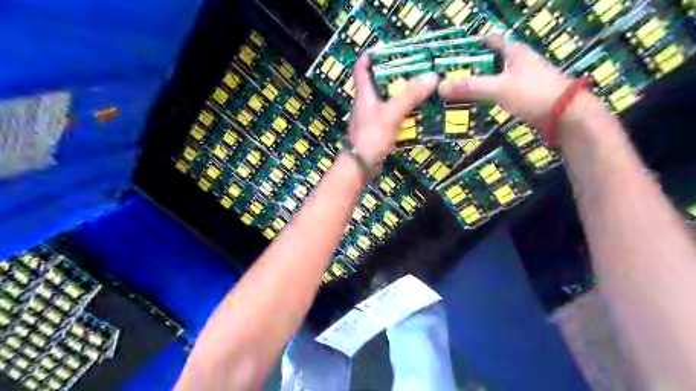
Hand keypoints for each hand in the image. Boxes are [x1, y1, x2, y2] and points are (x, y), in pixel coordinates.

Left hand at [351, 54, 435, 165]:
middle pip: (375, 84)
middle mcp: (365, 104)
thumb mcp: (392, 113)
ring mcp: (369, 119)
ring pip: (384, 101)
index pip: (361, 69)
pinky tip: (414, 114)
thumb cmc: (372, 136)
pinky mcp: (375, 132)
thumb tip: (431, 77)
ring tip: (418, 89)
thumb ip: (410, 96)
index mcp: (364, 95)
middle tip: (412, 69)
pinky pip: (389, 117)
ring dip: (398, 95)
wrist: (361, 165)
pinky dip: (400, 113)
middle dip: (392, 76)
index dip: (369, 57)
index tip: (384, 50)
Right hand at [440, 35, 576, 122]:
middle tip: (448, 75)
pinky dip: (485, 94)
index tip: (451, 52)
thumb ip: (470, 87)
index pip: (490, 40)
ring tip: (456, 89)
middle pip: (489, 59)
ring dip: (476, 82)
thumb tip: (439, 87)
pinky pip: (498, 90)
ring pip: (493, 76)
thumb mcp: (499, 88)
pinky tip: (474, 102)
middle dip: (469, 66)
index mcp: (514, 51)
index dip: (471, 43)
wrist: (566, 115)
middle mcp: (518, 61)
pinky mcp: (523, 95)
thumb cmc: (533, 93)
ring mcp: (522, 79)